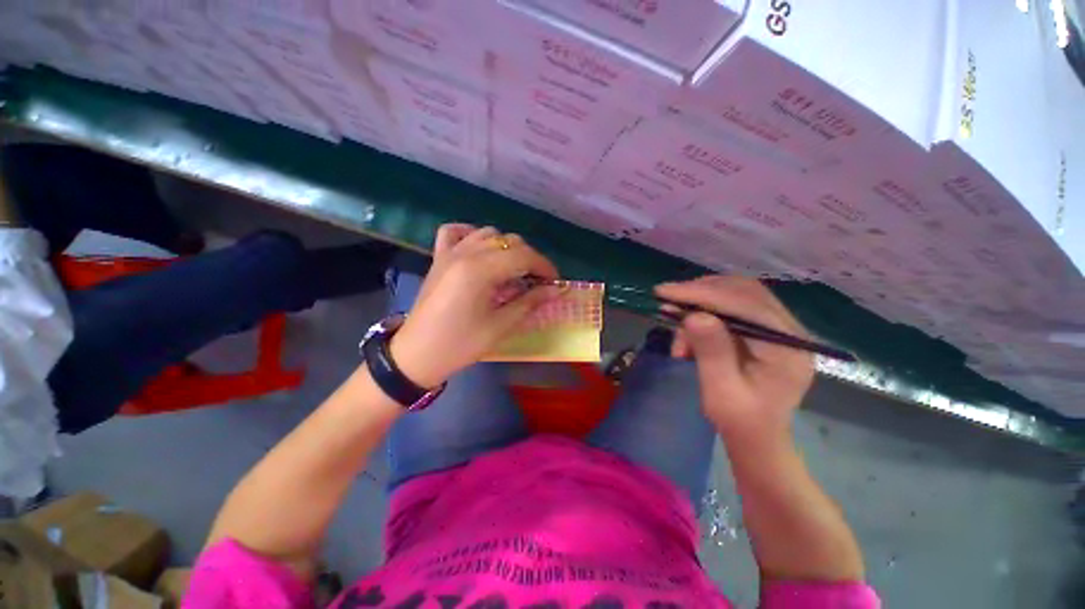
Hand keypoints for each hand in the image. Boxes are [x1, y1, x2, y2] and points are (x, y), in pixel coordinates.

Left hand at [389, 224, 562, 387]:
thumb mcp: (500, 326)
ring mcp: (449, 252)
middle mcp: (465, 253)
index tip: (555, 282)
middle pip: (509, 242)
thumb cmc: (460, 344)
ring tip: (513, 270)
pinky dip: (472, 234)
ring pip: (487, 234)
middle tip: (537, 282)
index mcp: (480, 270)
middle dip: (529, 259)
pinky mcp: (439, 258)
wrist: (417, 354)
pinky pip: (455, 232)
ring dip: (506, 248)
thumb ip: (530, 302)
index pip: (523, 256)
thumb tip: (556, 289)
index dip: (544, 266)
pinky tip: (481, 249)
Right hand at [655, 276, 813, 446]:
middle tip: (667, 299)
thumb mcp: (721, 392)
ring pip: (737, 294)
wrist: (758, 438)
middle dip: (701, 292)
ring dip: (701, 301)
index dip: (703, 294)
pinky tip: (689, 329)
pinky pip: (733, 306)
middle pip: (745, 291)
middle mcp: (790, 331)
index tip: (665, 292)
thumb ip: (712, 353)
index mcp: (788, 349)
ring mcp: (779, 328)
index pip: (746, 305)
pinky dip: (706, 310)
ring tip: (675, 320)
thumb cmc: (740, 422)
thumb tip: (694, 316)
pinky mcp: (765, 329)